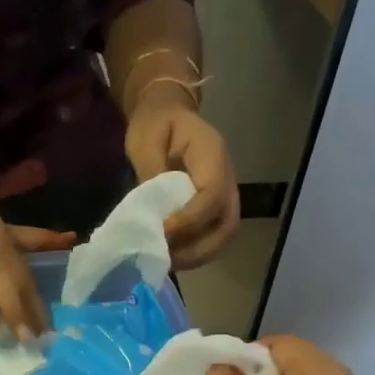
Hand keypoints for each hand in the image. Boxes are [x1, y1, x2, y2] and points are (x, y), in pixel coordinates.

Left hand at [125, 95, 240, 269]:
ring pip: (224, 235)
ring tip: (167, 261)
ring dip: (197, 255)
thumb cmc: (155, 124)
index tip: (163, 232)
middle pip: (228, 224)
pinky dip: (194, 252)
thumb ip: (151, 175)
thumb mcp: (146, 140)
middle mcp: (227, 177)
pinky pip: (213, 237)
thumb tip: (154, 215)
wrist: (167, 114)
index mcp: (212, 155)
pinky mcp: (215, 209)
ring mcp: (225, 195)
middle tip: (166, 257)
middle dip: (198, 248)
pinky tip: (171, 256)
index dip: (191, 220)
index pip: (213, 195)